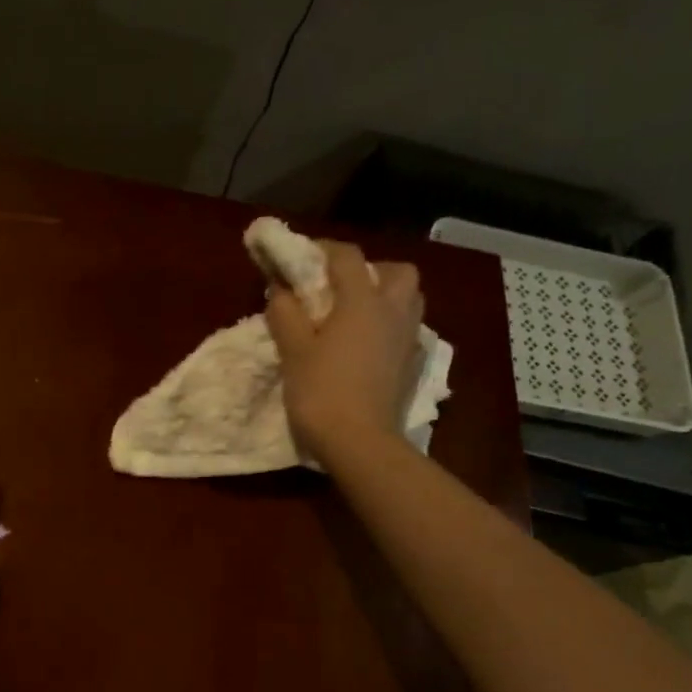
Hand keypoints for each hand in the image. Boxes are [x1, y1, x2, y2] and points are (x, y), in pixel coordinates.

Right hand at [266, 241, 423, 464]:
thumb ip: (285, 313)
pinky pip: (406, 330)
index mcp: (363, 301)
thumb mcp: (293, 350)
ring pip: (408, 299)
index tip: (300, 257)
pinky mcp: (411, 365)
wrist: (360, 442)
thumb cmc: (321, 391)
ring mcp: (408, 339)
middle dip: (370, 269)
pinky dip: (388, 326)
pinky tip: (366, 344)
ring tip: (354, 314)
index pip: (347, 256)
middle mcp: (393, 311)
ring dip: (385, 296)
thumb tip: (280, 289)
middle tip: (340, 287)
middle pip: (397, 271)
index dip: (322, 249)